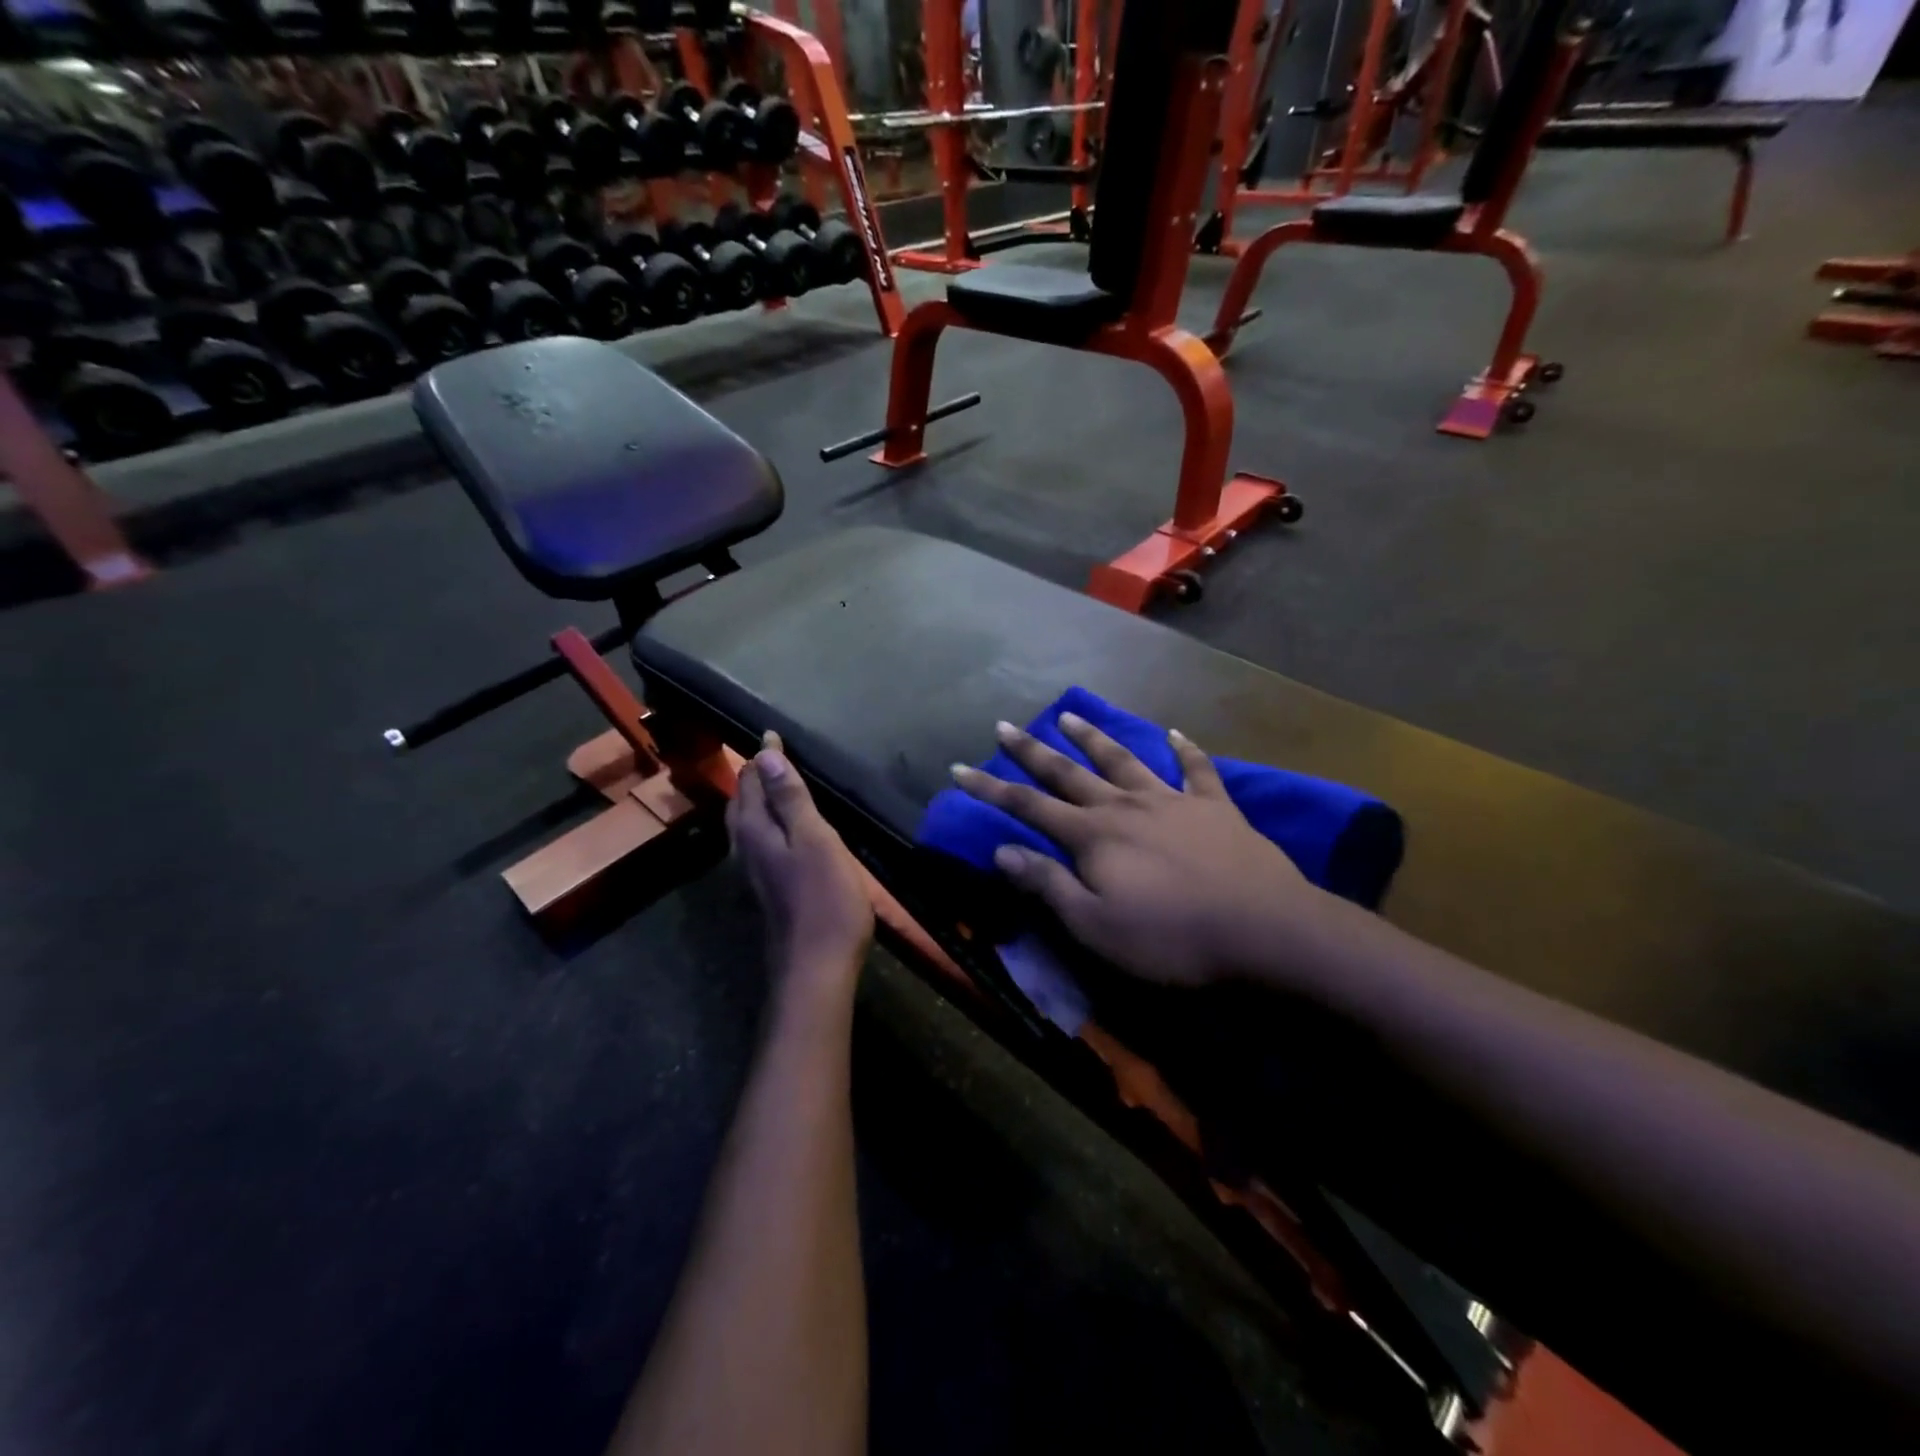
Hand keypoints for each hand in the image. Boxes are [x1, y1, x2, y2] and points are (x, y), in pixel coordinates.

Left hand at [728, 732, 873, 1001]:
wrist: (816, 967)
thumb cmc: (824, 899)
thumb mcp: (815, 841)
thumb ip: (790, 799)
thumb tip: (765, 755)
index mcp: (756, 830)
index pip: (751, 781)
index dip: (764, 756)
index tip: (774, 733)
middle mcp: (746, 848)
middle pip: (742, 802)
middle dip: (753, 775)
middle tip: (772, 754)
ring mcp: (755, 872)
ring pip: (747, 824)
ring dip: (757, 799)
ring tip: (775, 784)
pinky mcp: (768, 889)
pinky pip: (760, 841)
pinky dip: (768, 822)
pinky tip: (785, 830)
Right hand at [951, 714, 1337, 986]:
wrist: (1264, 930)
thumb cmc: (1171, 938)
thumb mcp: (1095, 926)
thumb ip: (1047, 885)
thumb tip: (1001, 851)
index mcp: (1093, 837)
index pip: (1028, 807)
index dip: (990, 789)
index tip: (960, 768)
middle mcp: (1125, 806)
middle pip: (1069, 772)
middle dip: (1032, 751)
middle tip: (1005, 725)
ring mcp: (1172, 800)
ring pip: (1124, 760)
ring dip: (1094, 738)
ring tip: (1069, 715)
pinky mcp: (1215, 806)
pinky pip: (1196, 769)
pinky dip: (1184, 749)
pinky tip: (1175, 733)